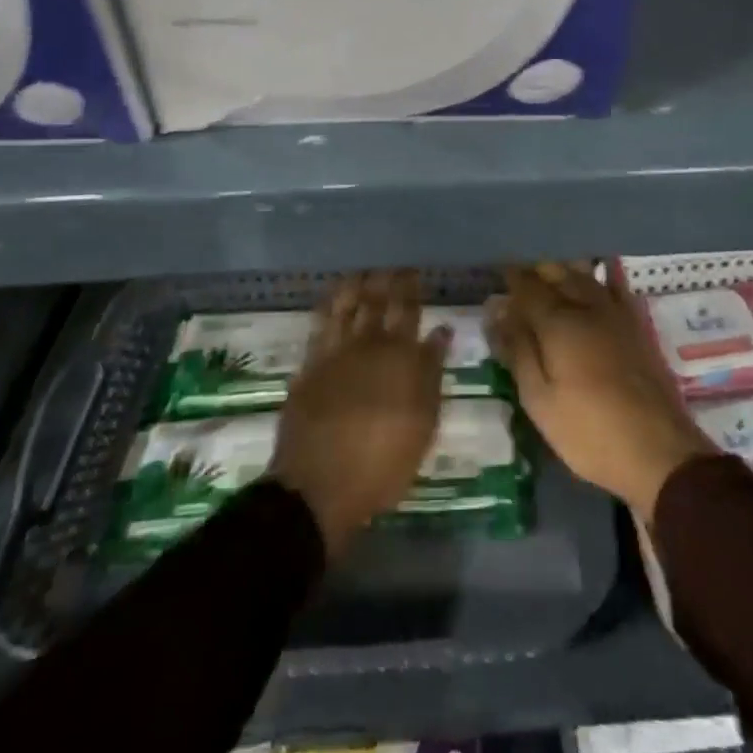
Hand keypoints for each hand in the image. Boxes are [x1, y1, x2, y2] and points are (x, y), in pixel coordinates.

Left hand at [268, 270, 449, 557]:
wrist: (319, 486)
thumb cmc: (382, 464)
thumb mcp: (423, 424)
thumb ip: (432, 373)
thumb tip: (441, 331)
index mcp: (401, 358)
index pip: (409, 312)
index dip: (412, 289)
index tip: (415, 272)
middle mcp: (369, 345)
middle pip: (379, 303)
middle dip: (387, 281)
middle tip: (392, 266)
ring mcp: (336, 352)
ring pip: (348, 306)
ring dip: (358, 285)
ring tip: (364, 271)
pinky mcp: (310, 365)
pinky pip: (321, 323)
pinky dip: (329, 304)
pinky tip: (333, 297)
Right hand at [487, 263, 710, 518]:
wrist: (659, 451)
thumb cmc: (588, 431)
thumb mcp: (539, 400)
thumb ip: (518, 350)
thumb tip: (497, 311)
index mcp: (558, 322)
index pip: (528, 286)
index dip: (512, 278)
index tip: (498, 275)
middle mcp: (587, 306)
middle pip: (558, 272)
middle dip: (536, 269)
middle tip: (519, 277)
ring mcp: (617, 313)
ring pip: (586, 275)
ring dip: (564, 270)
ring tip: (549, 278)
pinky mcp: (637, 326)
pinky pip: (614, 287)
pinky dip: (598, 280)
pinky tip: (593, 284)